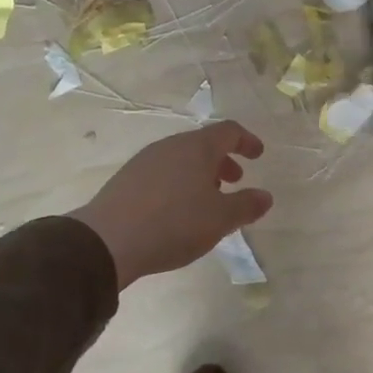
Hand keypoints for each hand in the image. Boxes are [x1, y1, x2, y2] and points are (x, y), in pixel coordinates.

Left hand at [69, 121, 271, 288]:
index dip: (247, 141)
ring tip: (207, 201)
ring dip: (200, 174)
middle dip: (223, 160)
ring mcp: (145, 161)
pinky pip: (162, 173)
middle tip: (234, 181)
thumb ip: (246, 205)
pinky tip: (177, 211)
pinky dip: (179, 184)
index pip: (228, 131)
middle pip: (203, 144)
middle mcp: (171, 146)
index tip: (258, 155)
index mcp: (197, 147)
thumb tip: (265, 196)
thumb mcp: (220, 219)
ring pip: (181, 159)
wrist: (107, 241)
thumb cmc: (174, 223)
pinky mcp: (126, 180)